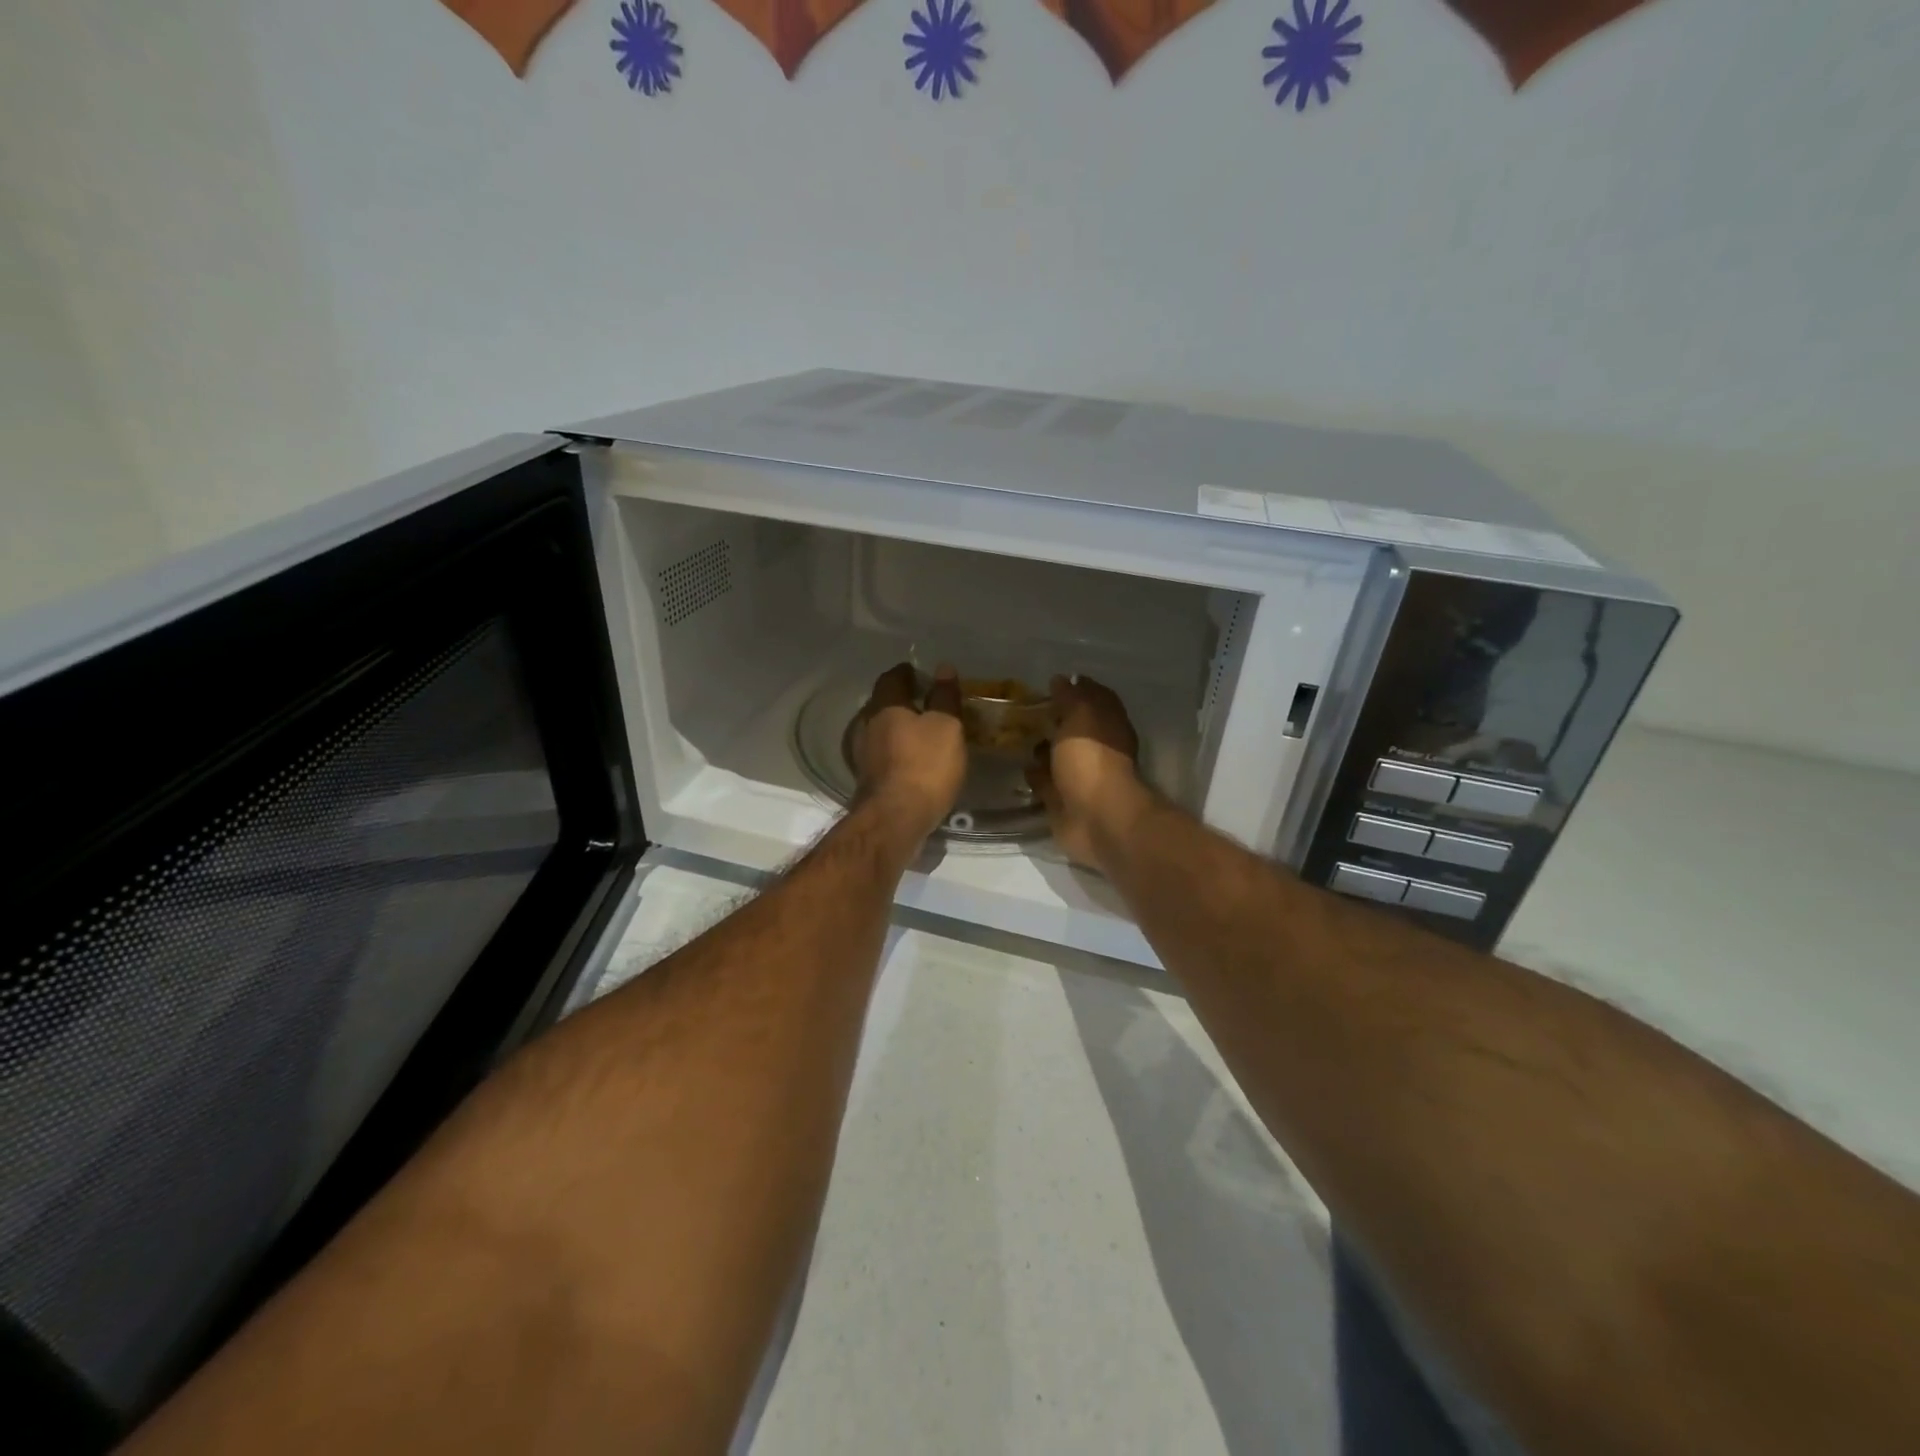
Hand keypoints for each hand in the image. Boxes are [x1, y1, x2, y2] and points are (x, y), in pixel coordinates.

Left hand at [850, 663, 966, 841]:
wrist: (895, 819)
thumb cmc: (925, 765)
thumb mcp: (946, 727)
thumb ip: (944, 697)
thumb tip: (943, 668)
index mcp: (885, 706)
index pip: (892, 678)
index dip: (907, 672)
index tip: (920, 673)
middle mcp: (867, 725)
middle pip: (881, 704)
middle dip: (900, 700)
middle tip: (923, 701)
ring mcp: (862, 754)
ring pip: (878, 730)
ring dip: (895, 728)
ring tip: (919, 732)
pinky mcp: (866, 779)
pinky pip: (880, 755)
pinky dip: (894, 751)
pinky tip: (908, 760)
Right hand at [1025, 675, 1151, 872]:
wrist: (1095, 818)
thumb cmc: (1092, 760)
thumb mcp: (1082, 716)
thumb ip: (1071, 696)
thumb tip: (1061, 679)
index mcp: (1108, 726)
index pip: (1094, 699)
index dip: (1075, 689)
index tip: (1049, 684)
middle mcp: (1097, 749)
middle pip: (1073, 729)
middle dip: (1053, 720)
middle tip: (1022, 709)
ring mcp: (1080, 777)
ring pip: (1057, 756)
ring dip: (1041, 748)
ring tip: (1013, 735)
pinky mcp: (1062, 801)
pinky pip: (1045, 783)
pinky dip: (1034, 775)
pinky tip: (1017, 765)